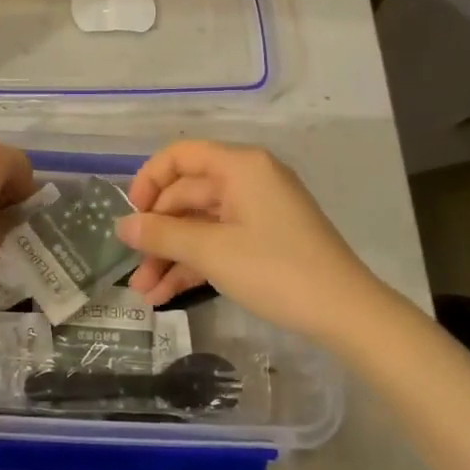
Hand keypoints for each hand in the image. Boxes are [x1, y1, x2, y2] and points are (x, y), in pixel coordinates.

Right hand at [121, 141, 380, 339]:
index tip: (131, 216)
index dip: (149, 181)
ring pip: (200, 224)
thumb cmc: (276, 270)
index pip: (180, 156)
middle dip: (157, 233)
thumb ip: (162, 235)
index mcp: (240, 166)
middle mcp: (248, 180)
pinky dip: (194, 264)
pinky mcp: (265, 239)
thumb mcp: (212, 251)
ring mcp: (258, 211)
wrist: (347, 313)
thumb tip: (122, 225)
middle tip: (133, 267)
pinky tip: (166, 294)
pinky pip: (219, 242)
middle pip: (187, 195)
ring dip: (171, 255)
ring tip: (144, 293)